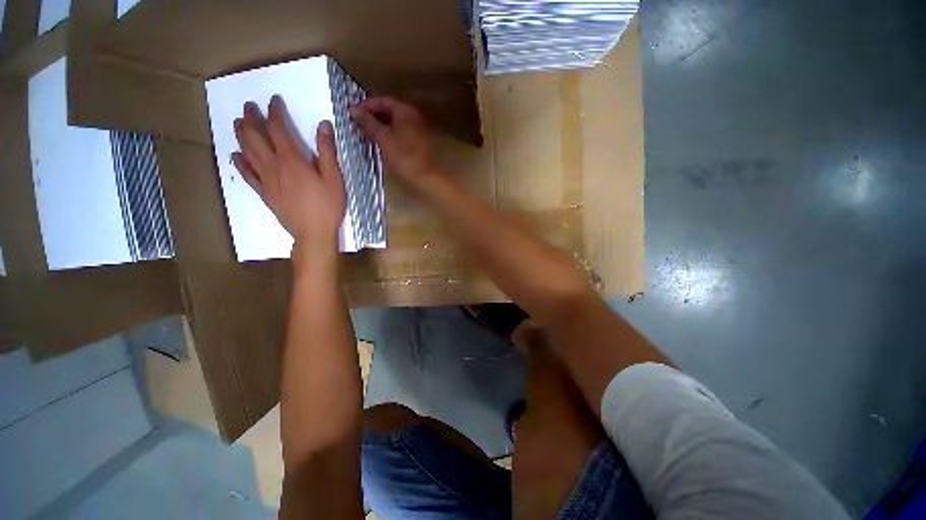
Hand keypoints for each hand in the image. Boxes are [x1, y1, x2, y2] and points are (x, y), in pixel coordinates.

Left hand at [232, 95, 346, 257]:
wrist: (313, 233)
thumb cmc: (328, 206)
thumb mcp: (334, 178)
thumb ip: (327, 151)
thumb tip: (323, 125)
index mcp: (292, 160)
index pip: (278, 129)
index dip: (274, 112)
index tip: (273, 100)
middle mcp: (274, 166)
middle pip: (255, 137)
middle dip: (250, 118)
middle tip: (249, 107)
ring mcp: (266, 180)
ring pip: (246, 152)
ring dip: (240, 135)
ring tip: (238, 123)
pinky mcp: (264, 193)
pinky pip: (247, 175)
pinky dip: (239, 162)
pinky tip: (235, 155)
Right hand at [349, 97, 441, 184]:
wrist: (425, 177)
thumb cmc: (403, 156)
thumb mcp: (382, 137)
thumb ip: (368, 122)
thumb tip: (354, 110)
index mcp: (405, 111)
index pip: (382, 100)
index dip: (366, 105)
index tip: (353, 112)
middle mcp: (413, 116)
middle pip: (389, 110)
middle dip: (373, 116)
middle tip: (358, 123)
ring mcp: (418, 130)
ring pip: (395, 123)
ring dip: (381, 126)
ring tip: (367, 134)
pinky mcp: (418, 143)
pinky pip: (401, 133)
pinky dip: (390, 134)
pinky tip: (381, 143)